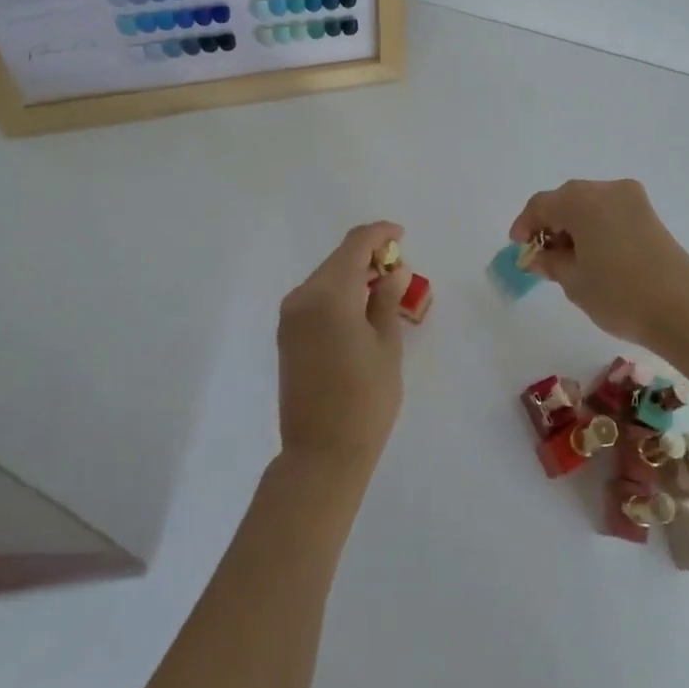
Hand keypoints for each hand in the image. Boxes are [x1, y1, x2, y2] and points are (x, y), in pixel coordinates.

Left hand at [277, 221, 411, 479]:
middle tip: (398, 266)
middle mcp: (303, 297)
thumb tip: (393, 270)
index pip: (355, 245)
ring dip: (352, 273)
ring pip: (325, 277)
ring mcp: (290, 316)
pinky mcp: (287, 334)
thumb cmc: (365, 400)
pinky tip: (359, 306)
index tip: (401, 235)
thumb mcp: (387, 346)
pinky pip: (315, 297)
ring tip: (383, 286)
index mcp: (329, 295)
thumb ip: (387, 300)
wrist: (321, 454)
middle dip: (367, 254)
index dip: (379, 233)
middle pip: (337, 259)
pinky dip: (338, 292)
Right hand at [510, 179, 688, 350]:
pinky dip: (596, 228)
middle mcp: (607, 189)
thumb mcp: (574, 281)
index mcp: (582, 200)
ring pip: (590, 205)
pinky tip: (594, 256)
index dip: (525, 225)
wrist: (685, 311)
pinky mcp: (650, 215)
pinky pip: (611, 213)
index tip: (519, 248)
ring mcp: (633, 200)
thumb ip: (550, 262)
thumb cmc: (619, 295)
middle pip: (567, 200)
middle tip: (542, 255)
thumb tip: (537, 256)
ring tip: (568, 260)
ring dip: (574, 226)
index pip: (542, 204)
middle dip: (551, 224)